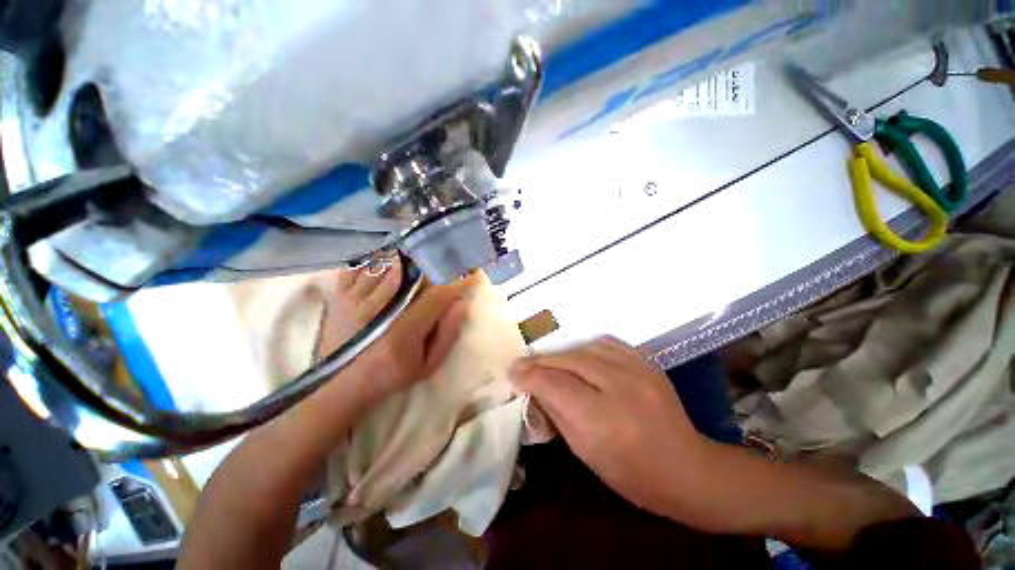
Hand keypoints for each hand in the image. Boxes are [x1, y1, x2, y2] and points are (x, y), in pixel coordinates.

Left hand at [316, 260, 471, 409]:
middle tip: (450, 260)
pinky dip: (378, 258)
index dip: (457, 281)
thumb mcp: (427, 365)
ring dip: (410, 257)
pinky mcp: (341, 295)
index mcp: (402, 331)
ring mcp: (355, 299)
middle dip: (436, 263)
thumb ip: (447, 335)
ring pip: (388, 264)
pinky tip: (391, 260)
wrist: (340, 385)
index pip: (436, 295)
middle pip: (412, 272)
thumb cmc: (390, 376)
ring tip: (424, 256)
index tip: (472, 274)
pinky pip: (361, 265)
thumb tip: (460, 303)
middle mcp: (377, 310)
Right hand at [510, 337, 708, 515]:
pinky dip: (587, 348)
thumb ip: (557, 413)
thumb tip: (534, 387)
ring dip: (562, 353)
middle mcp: (619, 386)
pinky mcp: (647, 361)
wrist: (688, 468)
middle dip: (541, 361)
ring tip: (551, 362)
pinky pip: (607, 343)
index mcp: (602, 418)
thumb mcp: (585, 452)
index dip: (530, 375)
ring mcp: (637, 369)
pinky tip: (581, 356)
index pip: (554, 384)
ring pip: (585, 347)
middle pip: (568, 360)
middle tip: (524, 363)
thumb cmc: (632, 474)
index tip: (514, 373)